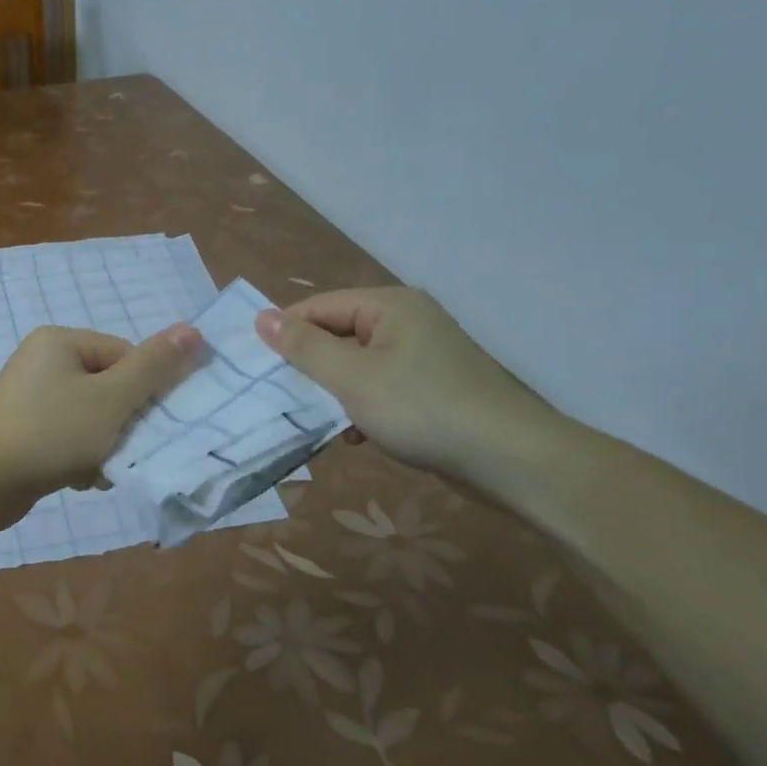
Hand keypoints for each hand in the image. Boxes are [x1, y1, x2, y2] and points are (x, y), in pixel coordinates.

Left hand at [0, 323, 203, 500]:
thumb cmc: (51, 433)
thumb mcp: (111, 399)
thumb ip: (154, 366)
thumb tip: (193, 329)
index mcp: (61, 341)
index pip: (125, 356)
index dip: (142, 393)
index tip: (142, 426)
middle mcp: (43, 360)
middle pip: (109, 387)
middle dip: (121, 425)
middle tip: (120, 452)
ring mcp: (30, 395)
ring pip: (92, 416)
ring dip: (104, 445)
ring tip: (96, 469)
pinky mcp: (24, 427)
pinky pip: (68, 434)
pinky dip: (80, 455)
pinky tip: (78, 478)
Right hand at [255, 288, 556, 484]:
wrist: (510, 460)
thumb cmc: (422, 409)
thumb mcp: (352, 378)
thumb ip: (304, 348)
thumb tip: (261, 317)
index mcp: (389, 306)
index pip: (319, 306)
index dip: (286, 332)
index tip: (256, 365)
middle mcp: (407, 321)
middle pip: (338, 334)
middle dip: (310, 367)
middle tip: (280, 396)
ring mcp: (424, 355)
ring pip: (358, 365)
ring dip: (334, 392)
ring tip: (315, 419)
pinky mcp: (433, 387)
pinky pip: (381, 387)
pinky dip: (362, 407)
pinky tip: (353, 435)